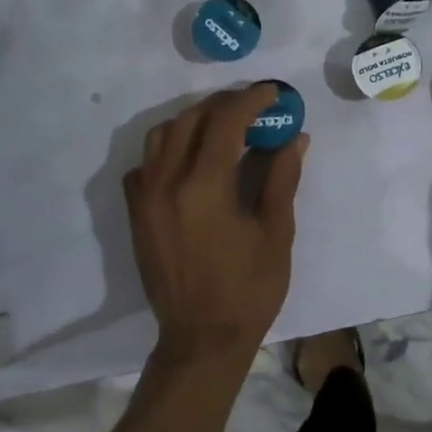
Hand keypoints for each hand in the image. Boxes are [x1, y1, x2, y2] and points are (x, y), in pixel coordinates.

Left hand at [124, 84, 308, 364]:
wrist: (202, 339)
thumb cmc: (249, 289)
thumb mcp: (276, 232)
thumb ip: (282, 178)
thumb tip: (295, 137)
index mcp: (205, 186)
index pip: (226, 122)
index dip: (250, 100)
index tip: (273, 93)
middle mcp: (167, 182)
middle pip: (190, 120)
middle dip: (223, 105)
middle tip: (252, 108)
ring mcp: (146, 198)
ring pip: (161, 136)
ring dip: (192, 122)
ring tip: (221, 129)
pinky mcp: (136, 214)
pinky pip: (144, 165)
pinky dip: (167, 151)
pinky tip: (189, 163)